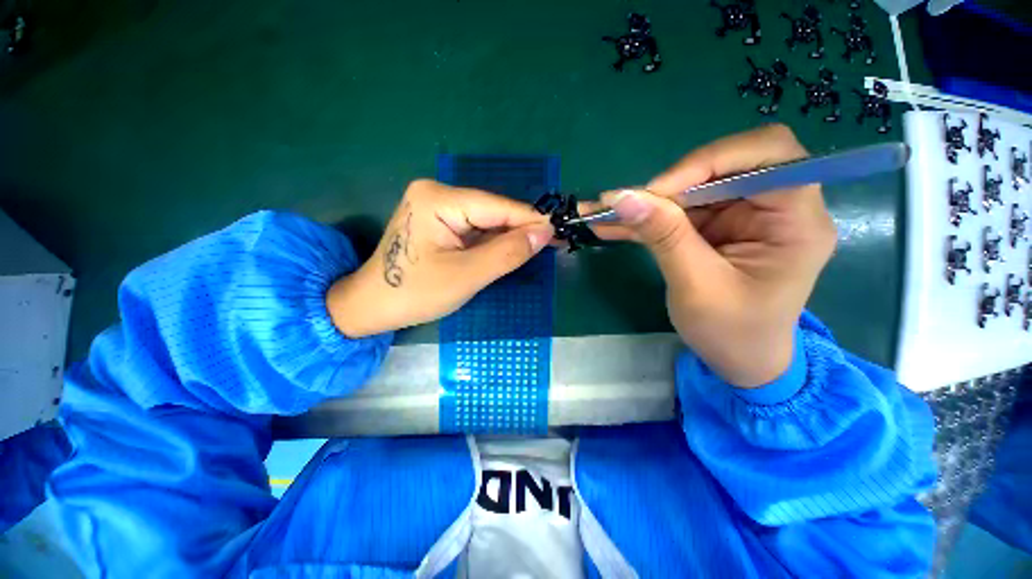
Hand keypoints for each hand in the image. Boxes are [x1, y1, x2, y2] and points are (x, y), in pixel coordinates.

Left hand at [327, 179, 553, 337]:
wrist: (372, 306)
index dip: (531, 220)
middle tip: (554, 243)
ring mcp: (437, 207)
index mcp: (439, 199)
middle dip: (522, 230)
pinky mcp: (439, 222)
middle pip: (493, 212)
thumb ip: (507, 253)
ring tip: (540, 248)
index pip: (498, 207)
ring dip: (511, 237)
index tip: (560, 231)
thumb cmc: (415, 293)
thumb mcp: (466, 276)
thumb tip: (544, 233)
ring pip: (487, 221)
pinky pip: (476, 229)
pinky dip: (495, 242)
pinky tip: (513, 250)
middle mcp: (438, 194)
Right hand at [591, 125, 836, 387]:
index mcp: (796, 221)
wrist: (739, 361)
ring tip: (603, 212)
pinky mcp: (715, 229)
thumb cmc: (732, 332)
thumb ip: (664, 236)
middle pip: (722, 167)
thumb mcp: (696, 286)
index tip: (659, 191)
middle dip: (670, 185)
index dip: (711, 160)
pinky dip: (644, 219)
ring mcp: (741, 217)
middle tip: (627, 206)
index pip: (767, 154)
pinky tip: (611, 226)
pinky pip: (677, 212)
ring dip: (645, 203)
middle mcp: (773, 208)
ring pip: (691, 189)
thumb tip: (623, 197)